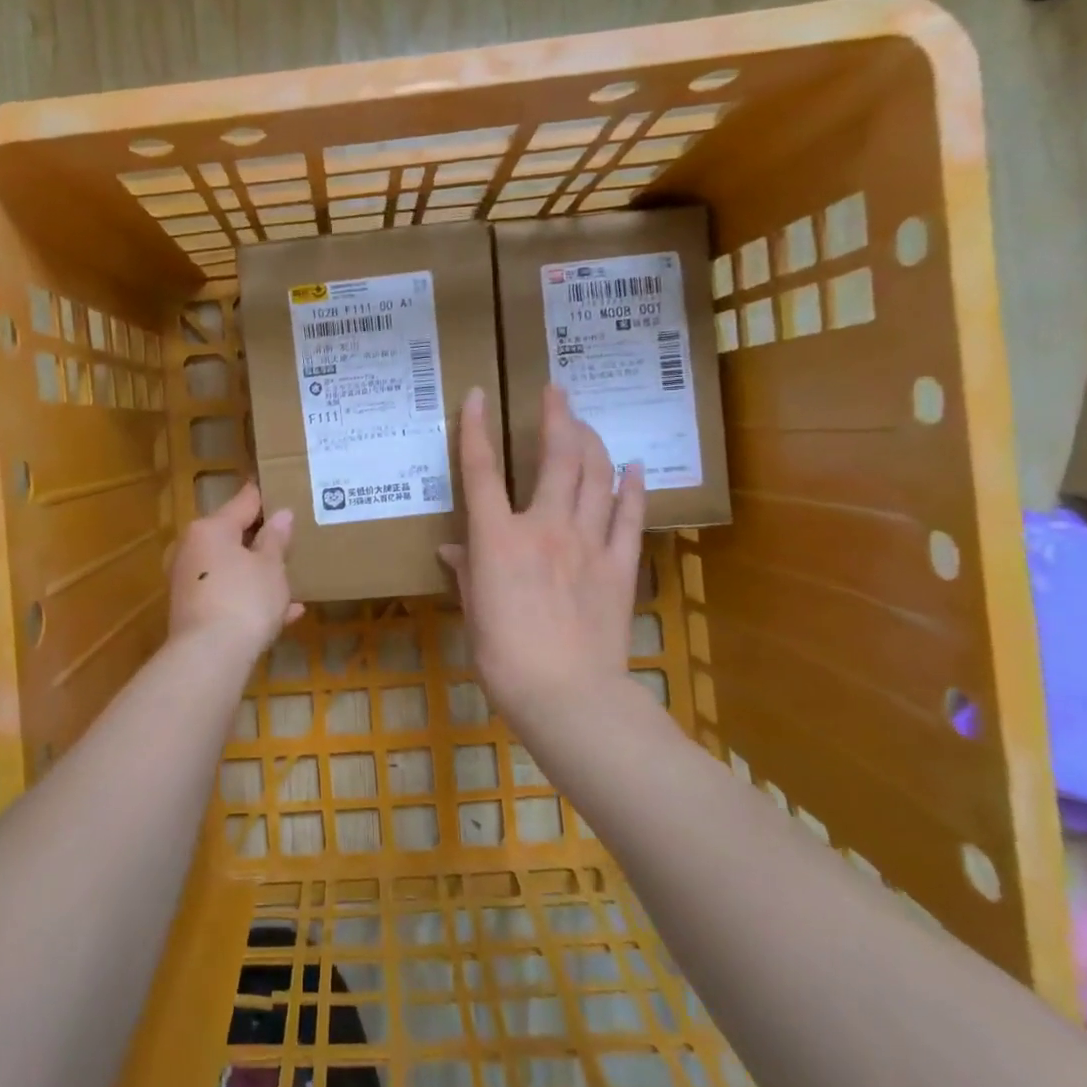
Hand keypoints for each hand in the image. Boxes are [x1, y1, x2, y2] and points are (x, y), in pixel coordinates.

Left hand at [168, 482, 304, 657]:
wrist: (209, 657)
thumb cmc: (245, 599)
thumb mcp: (271, 566)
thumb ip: (276, 539)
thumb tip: (282, 514)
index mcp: (211, 528)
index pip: (243, 502)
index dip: (264, 496)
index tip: (280, 488)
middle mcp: (192, 549)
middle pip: (231, 536)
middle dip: (260, 540)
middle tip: (290, 538)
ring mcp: (188, 581)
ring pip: (230, 568)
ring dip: (258, 573)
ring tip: (290, 578)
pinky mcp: (191, 611)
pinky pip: (227, 595)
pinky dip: (250, 599)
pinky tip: (285, 613)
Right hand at [439, 385, 649, 731]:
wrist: (567, 695)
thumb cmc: (504, 656)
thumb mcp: (473, 611)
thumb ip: (466, 571)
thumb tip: (452, 549)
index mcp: (498, 538)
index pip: (481, 471)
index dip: (475, 428)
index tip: (477, 396)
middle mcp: (544, 527)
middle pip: (556, 458)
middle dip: (557, 417)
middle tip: (557, 391)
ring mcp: (587, 543)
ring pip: (596, 476)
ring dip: (592, 441)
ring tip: (587, 422)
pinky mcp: (619, 565)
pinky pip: (629, 516)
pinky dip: (632, 487)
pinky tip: (634, 466)